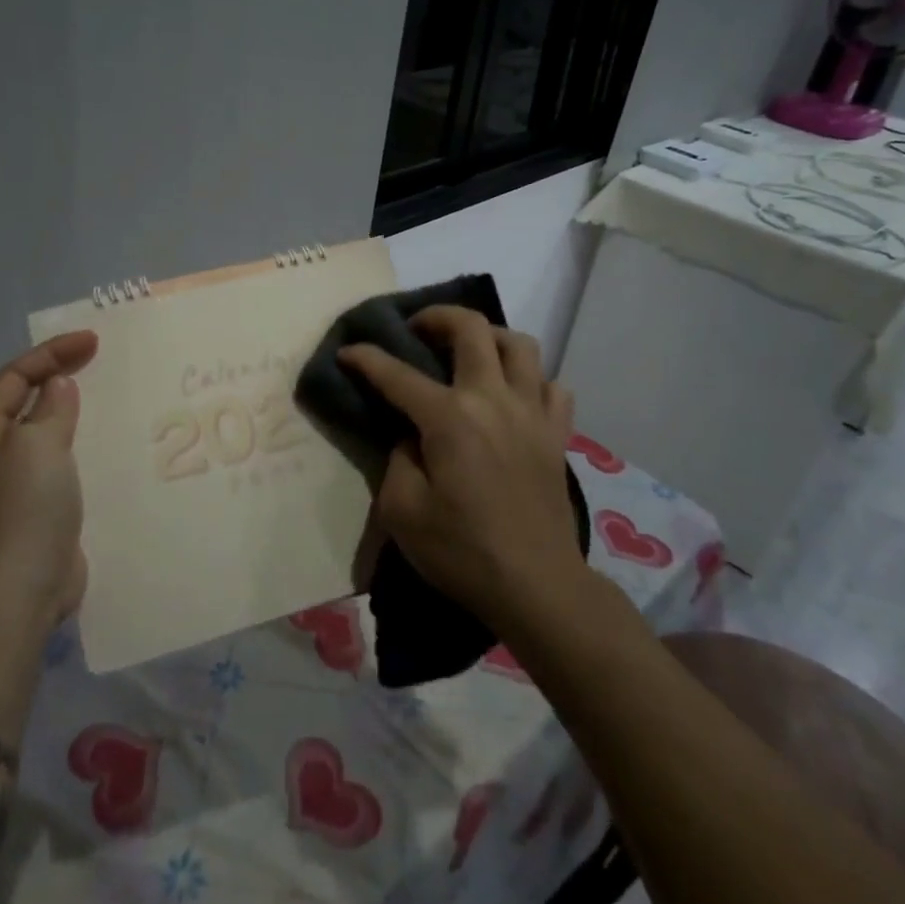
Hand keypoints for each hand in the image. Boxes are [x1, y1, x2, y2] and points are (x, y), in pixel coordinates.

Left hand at [0, 330, 99, 629]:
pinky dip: (76, 444)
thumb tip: (57, 386)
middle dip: (58, 377)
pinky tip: (101, 441)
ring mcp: (10, 482)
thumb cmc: (22, 508)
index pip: (13, 377)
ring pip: (42, 432)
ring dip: (69, 411)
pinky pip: (56, 461)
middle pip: (23, 401)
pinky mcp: (34, 506)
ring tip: (104, 394)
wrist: (20, 589)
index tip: (93, 341)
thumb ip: (51, 408)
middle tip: (99, 359)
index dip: (52, 353)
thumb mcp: (38, 445)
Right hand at [338, 307, 578, 628]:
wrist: (537, 587)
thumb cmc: (462, 552)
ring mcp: (532, 413)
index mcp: (450, 418)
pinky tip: (513, 395)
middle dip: (437, 316)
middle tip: (417, 329)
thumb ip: (397, 459)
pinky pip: (551, 385)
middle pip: (472, 329)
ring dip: (489, 336)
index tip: (347, 351)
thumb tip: (410, 435)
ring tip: (469, 351)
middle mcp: (493, 400)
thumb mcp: (403, 511)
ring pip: (520, 345)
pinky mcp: (557, 434)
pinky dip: (531, 379)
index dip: (366, 358)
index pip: (397, 374)